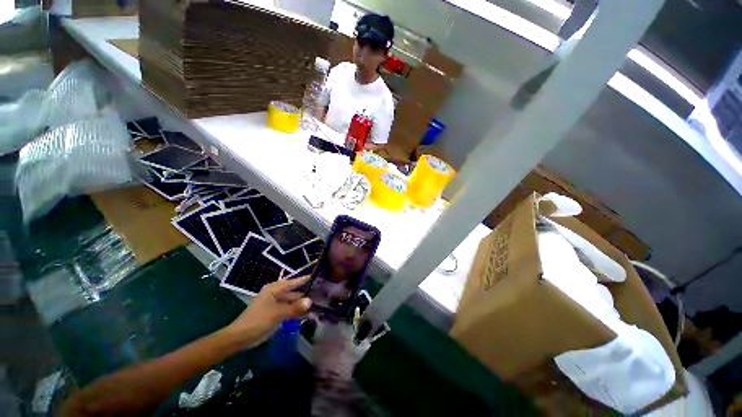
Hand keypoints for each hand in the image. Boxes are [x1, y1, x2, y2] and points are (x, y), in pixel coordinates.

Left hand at [225, 276, 311, 348]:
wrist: (240, 338)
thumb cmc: (258, 320)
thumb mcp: (278, 313)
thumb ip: (295, 307)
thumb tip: (311, 301)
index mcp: (275, 289)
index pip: (294, 281)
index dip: (306, 279)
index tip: (319, 277)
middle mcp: (276, 294)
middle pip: (294, 292)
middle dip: (306, 294)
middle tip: (323, 294)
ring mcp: (276, 304)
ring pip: (293, 302)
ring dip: (303, 305)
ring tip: (319, 305)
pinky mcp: (276, 314)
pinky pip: (289, 310)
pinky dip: (297, 312)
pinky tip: (308, 315)